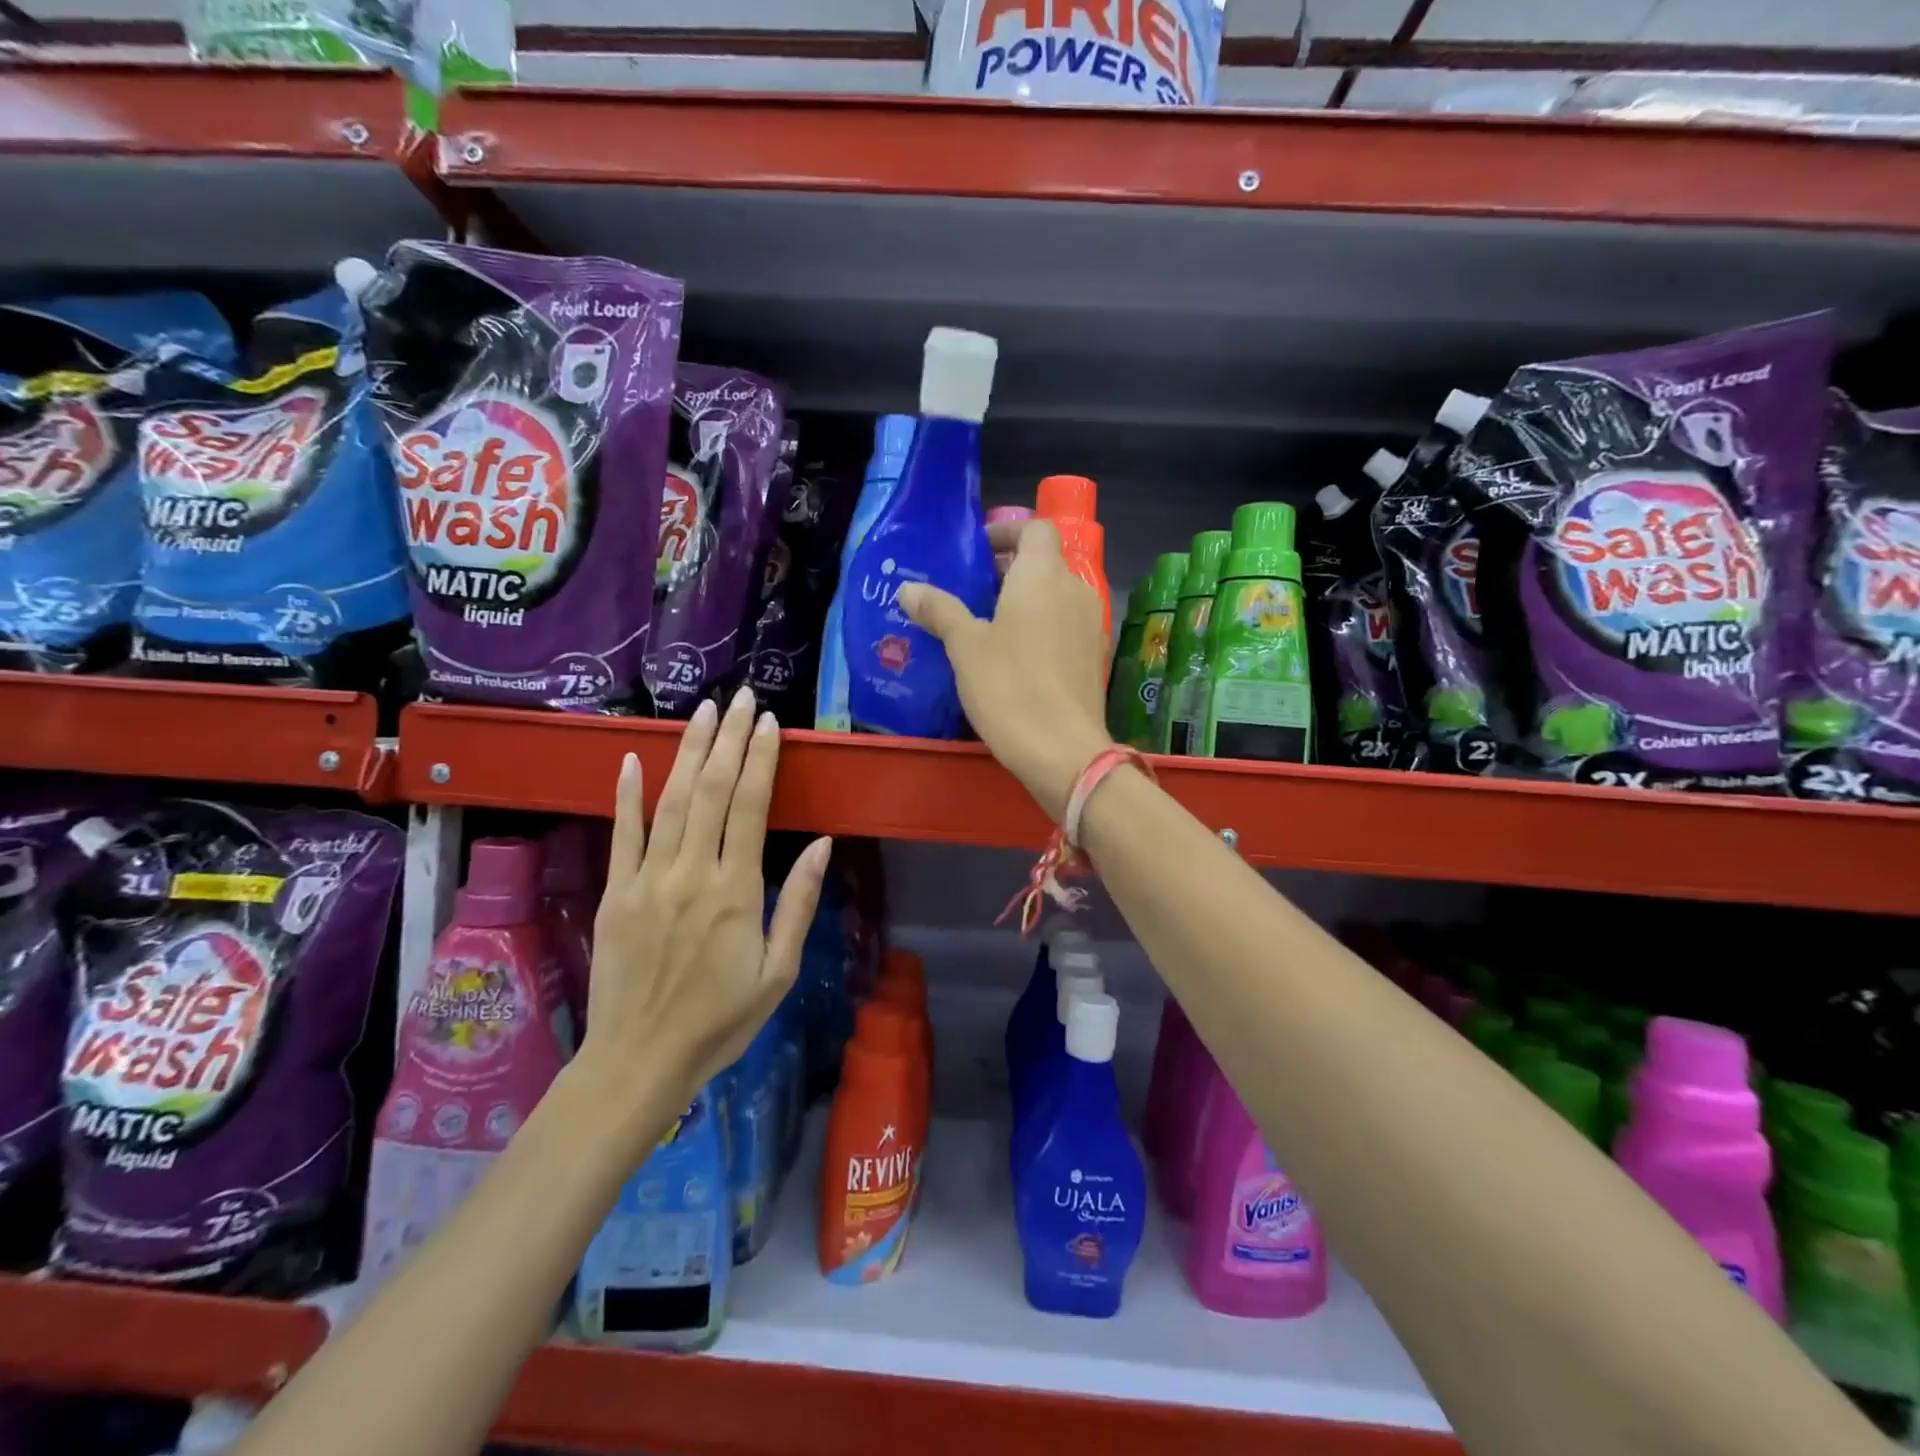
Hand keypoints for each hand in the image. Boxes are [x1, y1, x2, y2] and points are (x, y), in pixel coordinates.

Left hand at [576, 686, 830, 1139]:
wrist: (640, 1061)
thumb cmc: (720, 1021)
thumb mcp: (778, 971)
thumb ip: (798, 903)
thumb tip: (821, 844)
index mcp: (735, 891)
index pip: (750, 807)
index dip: (760, 760)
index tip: (769, 723)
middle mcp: (690, 873)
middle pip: (710, 791)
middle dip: (728, 740)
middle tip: (740, 698)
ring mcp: (646, 879)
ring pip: (670, 802)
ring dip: (688, 752)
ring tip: (702, 711)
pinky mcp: (615, 893)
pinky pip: (621, 834)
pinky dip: (627, 794)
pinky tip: (634, 758)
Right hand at [898, 518, 1112, 819]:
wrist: (1064, 750)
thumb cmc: (1010, 687)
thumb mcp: (965, 647)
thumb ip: (940, 611)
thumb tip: (909, 589)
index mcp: (1043, 575)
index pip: (1034, 528)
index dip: (1006, 530)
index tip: (977, 550)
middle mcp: (1075, 589)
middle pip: (1046, 561)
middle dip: (1010, 568)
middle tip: (972, 589)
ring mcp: (1091, 624)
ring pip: (1057, 595)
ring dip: (1027, 599)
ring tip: (990, 623)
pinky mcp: (1095, 657)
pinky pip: (1067, 625)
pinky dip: (1044, 626)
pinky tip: (1018, 656)